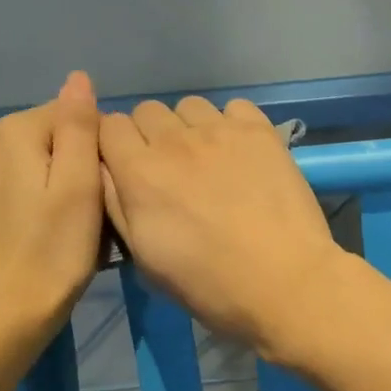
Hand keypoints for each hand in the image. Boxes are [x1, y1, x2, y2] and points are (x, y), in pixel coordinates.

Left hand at [0, 72, 103, 338]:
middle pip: (37, 136)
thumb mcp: (81, 187)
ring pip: (12, 158)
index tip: (96, 191)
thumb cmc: (54, 252)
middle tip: (77, 213)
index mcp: (11, 131)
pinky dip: (5, 196)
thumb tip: (78, 78)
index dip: (90, 151)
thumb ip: (79, 126)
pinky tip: (15, 228)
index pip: (67, 116)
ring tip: (47, 223)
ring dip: (32, 179)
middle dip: (60, 164)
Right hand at [99, 97, 346, 360]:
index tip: (127, 168)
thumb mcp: (145, 260)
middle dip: (150, 135)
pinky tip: (242, 153)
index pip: (108, 125)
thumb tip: (106, 171)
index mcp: (139, 173)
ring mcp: (221, 131)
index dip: (115, 145)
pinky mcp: (260, 131)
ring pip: (189, 105)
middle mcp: (175, 141)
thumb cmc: (210, 285)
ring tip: (208, 160)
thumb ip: (118, 206)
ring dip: (190, 127)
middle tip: (170, 170)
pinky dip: (232, 124)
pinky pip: (234, 107)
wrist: (285, 282)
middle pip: (147, 111)